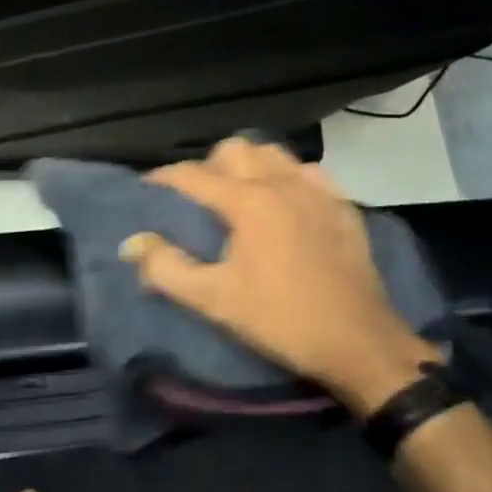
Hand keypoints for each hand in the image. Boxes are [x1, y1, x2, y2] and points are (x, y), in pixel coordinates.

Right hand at [120, 137, 439, 414]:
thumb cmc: (282, 320)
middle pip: (234, 149)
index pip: (193, 175)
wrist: (359, 342)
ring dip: (249, 164)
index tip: (148, 191)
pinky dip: (286, 176)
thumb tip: (133, 243)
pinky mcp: (342, 204)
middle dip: (209, 165)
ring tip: (239, 195)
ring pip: (272, 152)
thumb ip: (167, 269)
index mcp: (248, 202)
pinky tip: (284, 203)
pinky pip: (306, 171)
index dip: (164, 179)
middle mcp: (281, 183)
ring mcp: (317, 189)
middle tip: (199, 199)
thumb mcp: (216, 301)